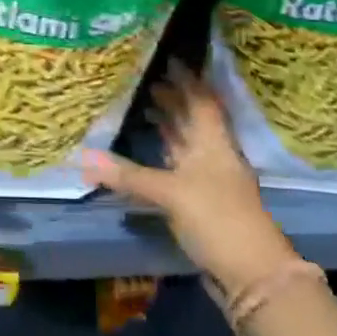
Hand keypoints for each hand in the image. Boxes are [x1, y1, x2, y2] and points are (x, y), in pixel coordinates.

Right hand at [81, 59, 299, 292]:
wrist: (253, 276)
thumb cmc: (218, 219)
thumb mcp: (171, 193)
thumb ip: (128, 175)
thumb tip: (83, 159)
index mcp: (214, 143)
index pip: (202, 100)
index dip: (188, 79)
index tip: (169, 59)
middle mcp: (213, 156)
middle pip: (193, 120)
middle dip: (173, 99)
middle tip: (145, 80)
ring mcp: (209, 181)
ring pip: (186, 144)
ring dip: (169, 125)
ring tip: (144, 106)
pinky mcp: (201, 204)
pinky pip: (179, 168)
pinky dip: (164, 155)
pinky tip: (150, 152)